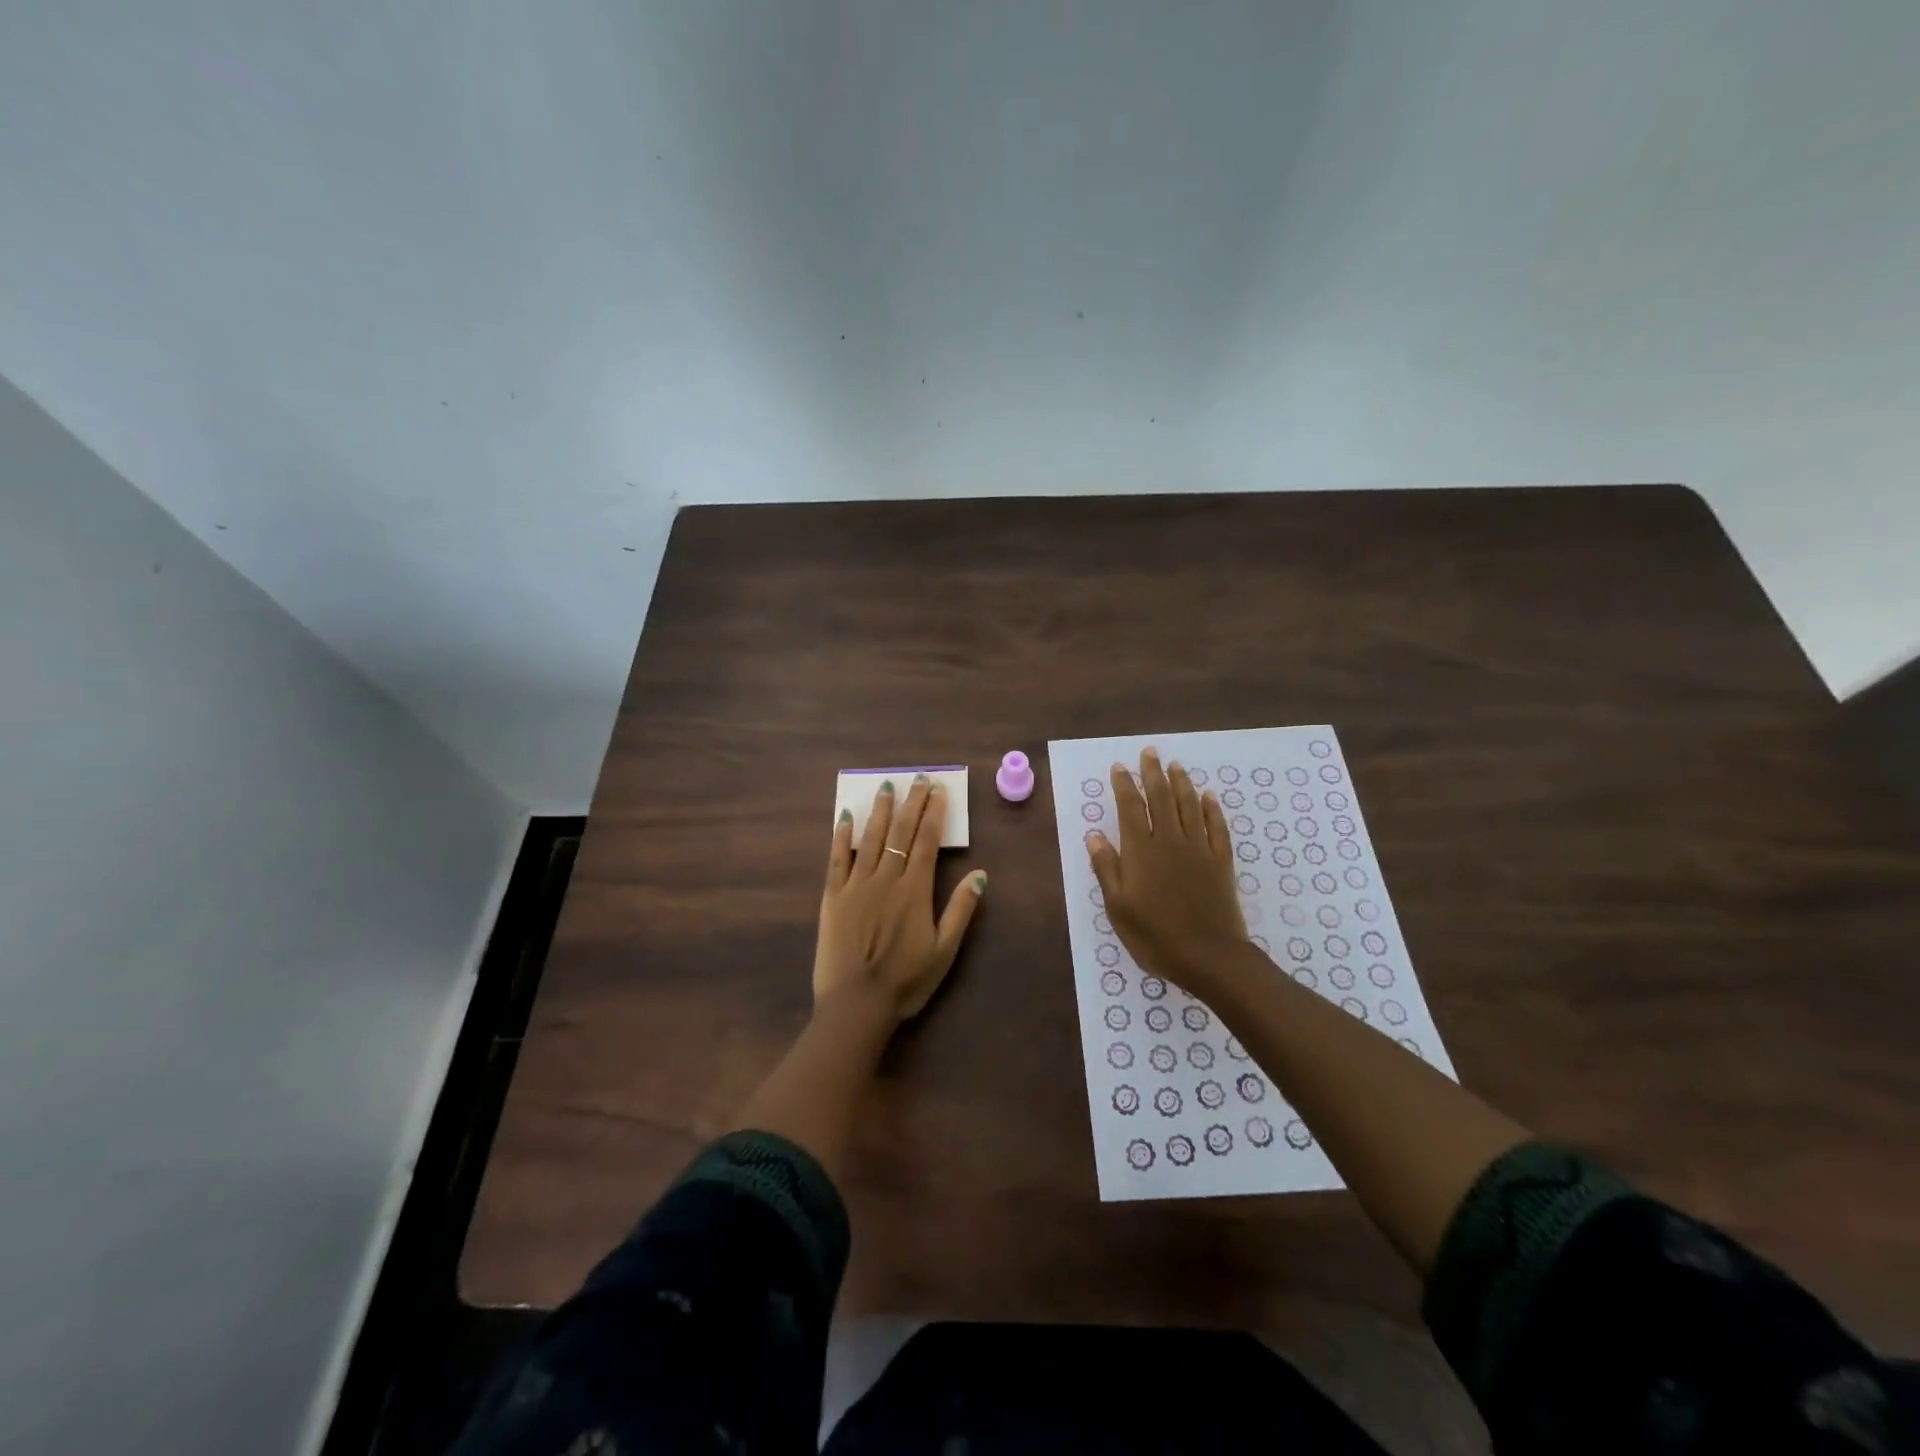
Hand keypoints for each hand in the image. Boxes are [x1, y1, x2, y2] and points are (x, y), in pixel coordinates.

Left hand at [816, 774, 985, 1023]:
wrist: (856, 1005)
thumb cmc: (905, 981)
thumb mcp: (945, 950)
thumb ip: (961, 910)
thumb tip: (980, 874)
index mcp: (915, 890)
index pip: (926, 842)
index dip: (934, 814)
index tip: (939, 790)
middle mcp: (886, 879)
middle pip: (900, 832)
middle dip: (911, 803)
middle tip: (918, 778)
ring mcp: (856, 885)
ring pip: (870, 839)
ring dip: (880, 811)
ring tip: (887, 787)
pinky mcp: (832, 897)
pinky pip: (836, 859)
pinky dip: (841, 836)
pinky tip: (846, 817)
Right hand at [1087, 747, 1247, 990]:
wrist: (1209, 957)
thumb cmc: (1155, 935)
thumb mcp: (1118, 907)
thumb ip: (1106, 868)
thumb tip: (1095, 834)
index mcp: (1141, 851)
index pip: (1130, 807)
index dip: (1124, 785)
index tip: (1119, 767)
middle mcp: (1170, 841)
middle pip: (1161, 798)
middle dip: (1153, 773)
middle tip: (1150, 752)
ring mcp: (1199, 849)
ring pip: (1189, 805)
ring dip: (1181, 783)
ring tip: (1175, 765)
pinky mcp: (1221, 861)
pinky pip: (1217, 826)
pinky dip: (1211, 808)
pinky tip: (1208, 796)